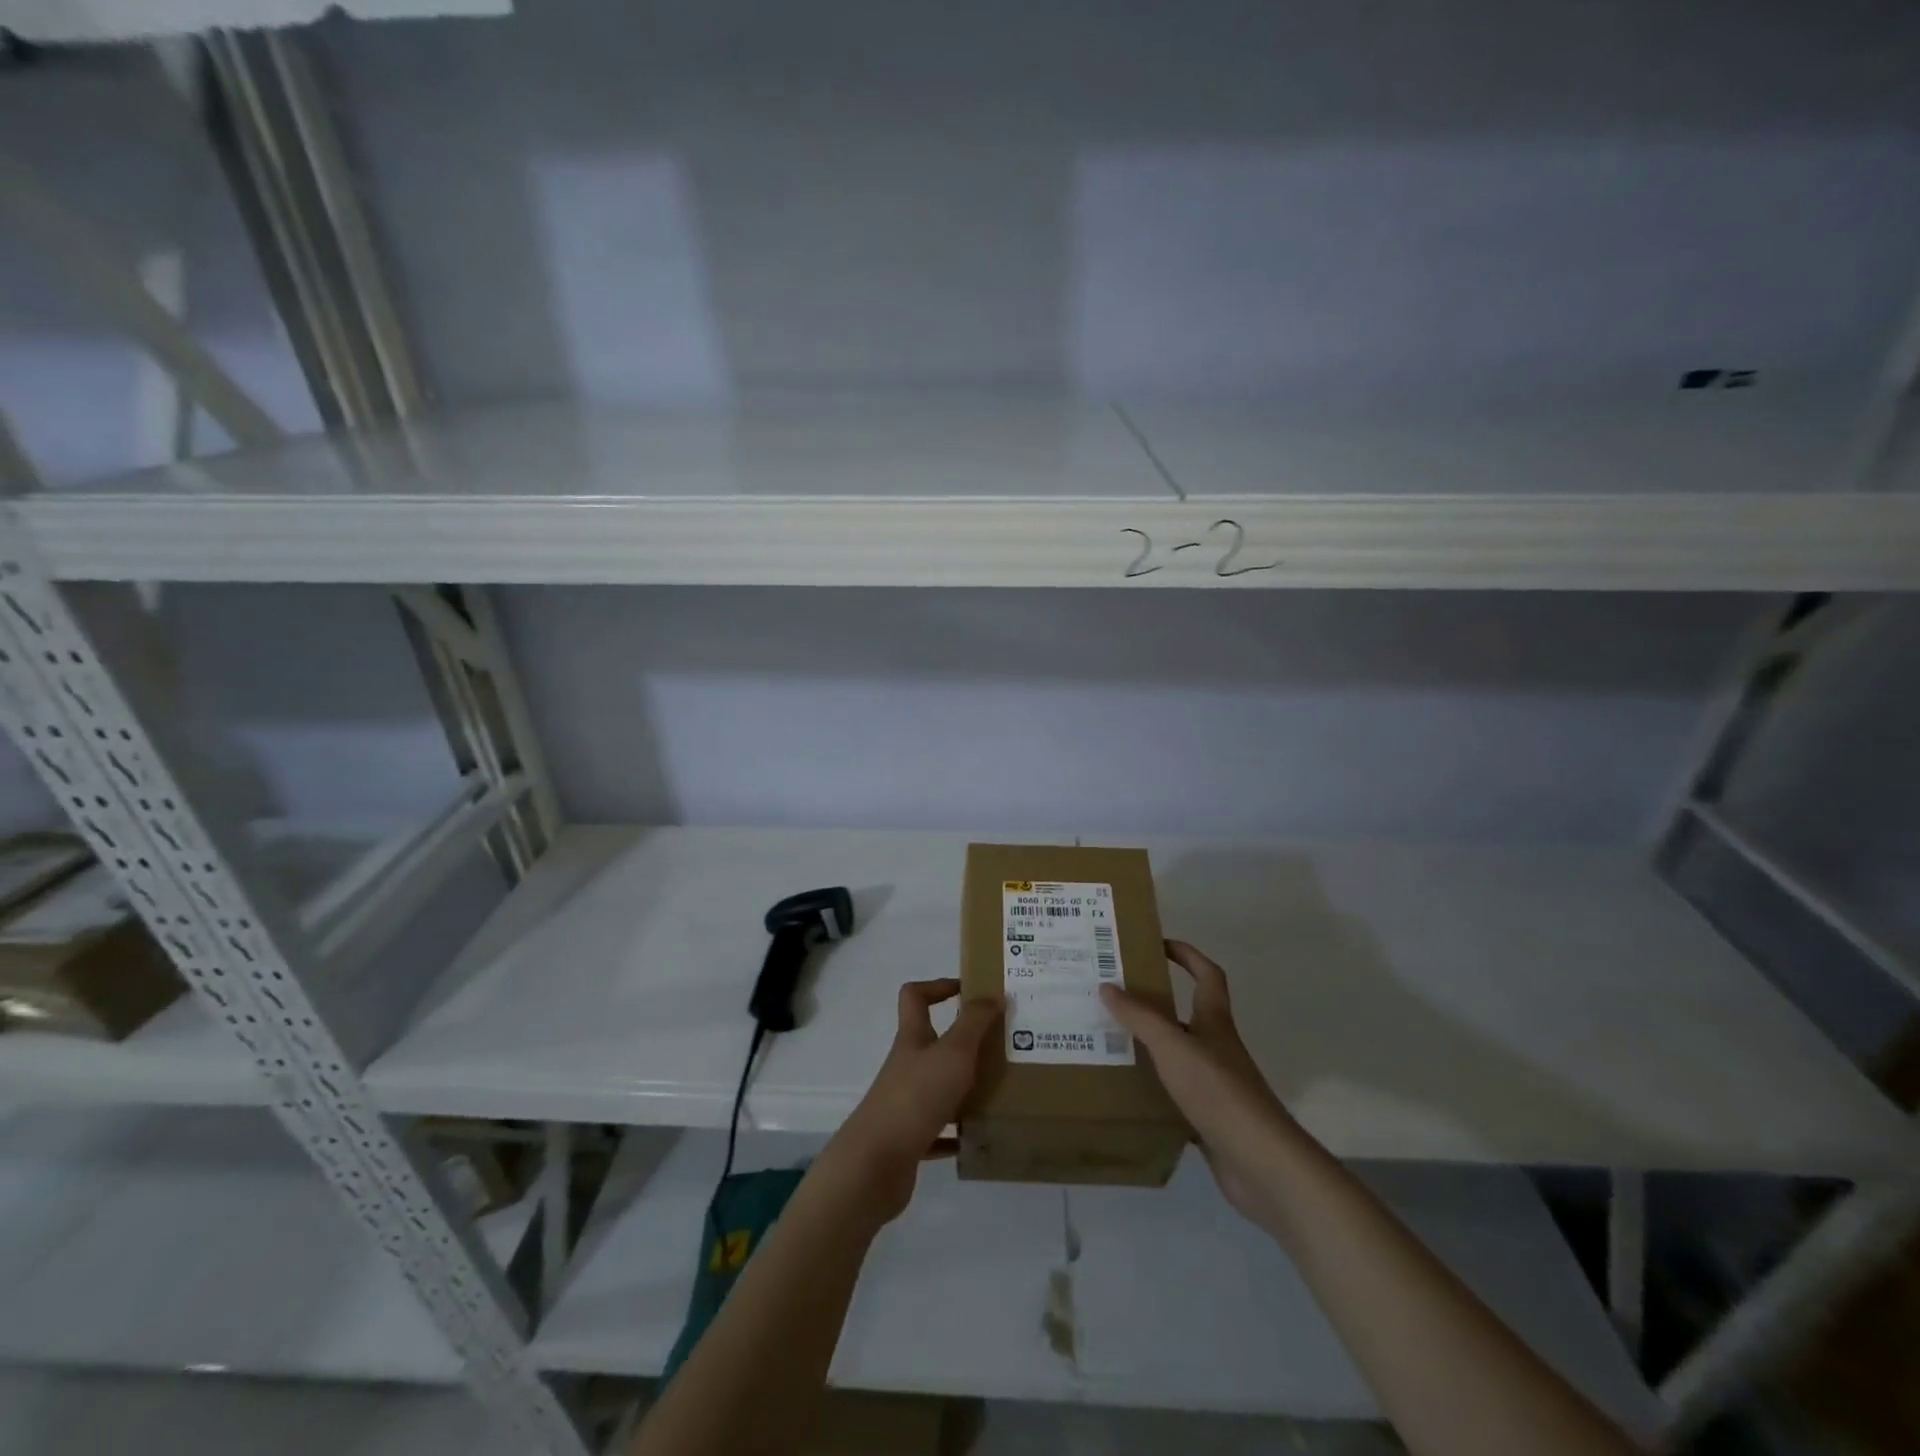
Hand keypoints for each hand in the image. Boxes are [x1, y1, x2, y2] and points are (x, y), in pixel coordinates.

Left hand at [820, 979, 1000, 1224]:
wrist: (875, 1164)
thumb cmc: (916, 1097)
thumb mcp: (953, 1052)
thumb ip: (974, 1022)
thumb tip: (993, 994)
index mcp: (913, 1038)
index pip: (915, 996)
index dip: (938, 987)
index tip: (970, 992)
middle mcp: (907, 1065)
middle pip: (933, 1043)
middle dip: (965, 1042)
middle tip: (1001, 1045)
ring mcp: (905, 1102)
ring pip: (939, 1086)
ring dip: (966, 1086)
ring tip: (1000, 1089)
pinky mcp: (909, 1138)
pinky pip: (939, 1129)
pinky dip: (958, 1130)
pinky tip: (979, 1135)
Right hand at [1100, 940, 1297, 1226]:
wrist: (1260, 1162)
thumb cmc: (1218, 1091)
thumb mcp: (1172, 1046)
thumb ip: (1140, 1016)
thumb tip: (1107, 986)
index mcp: (1214, 1021)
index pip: (1207, 974)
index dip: (1187, 955)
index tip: (1158, 944)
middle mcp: (1217, 1047)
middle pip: (1188, 1014)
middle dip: (1155, 1003)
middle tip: (1115, 997)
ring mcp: (1216, 1084)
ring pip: (1179, 1054)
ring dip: (1151, 1046)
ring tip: (1110, 1041)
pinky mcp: (1210, 1118)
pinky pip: (1176, 1093)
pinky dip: (1155, 1089)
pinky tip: (1128, 1092)